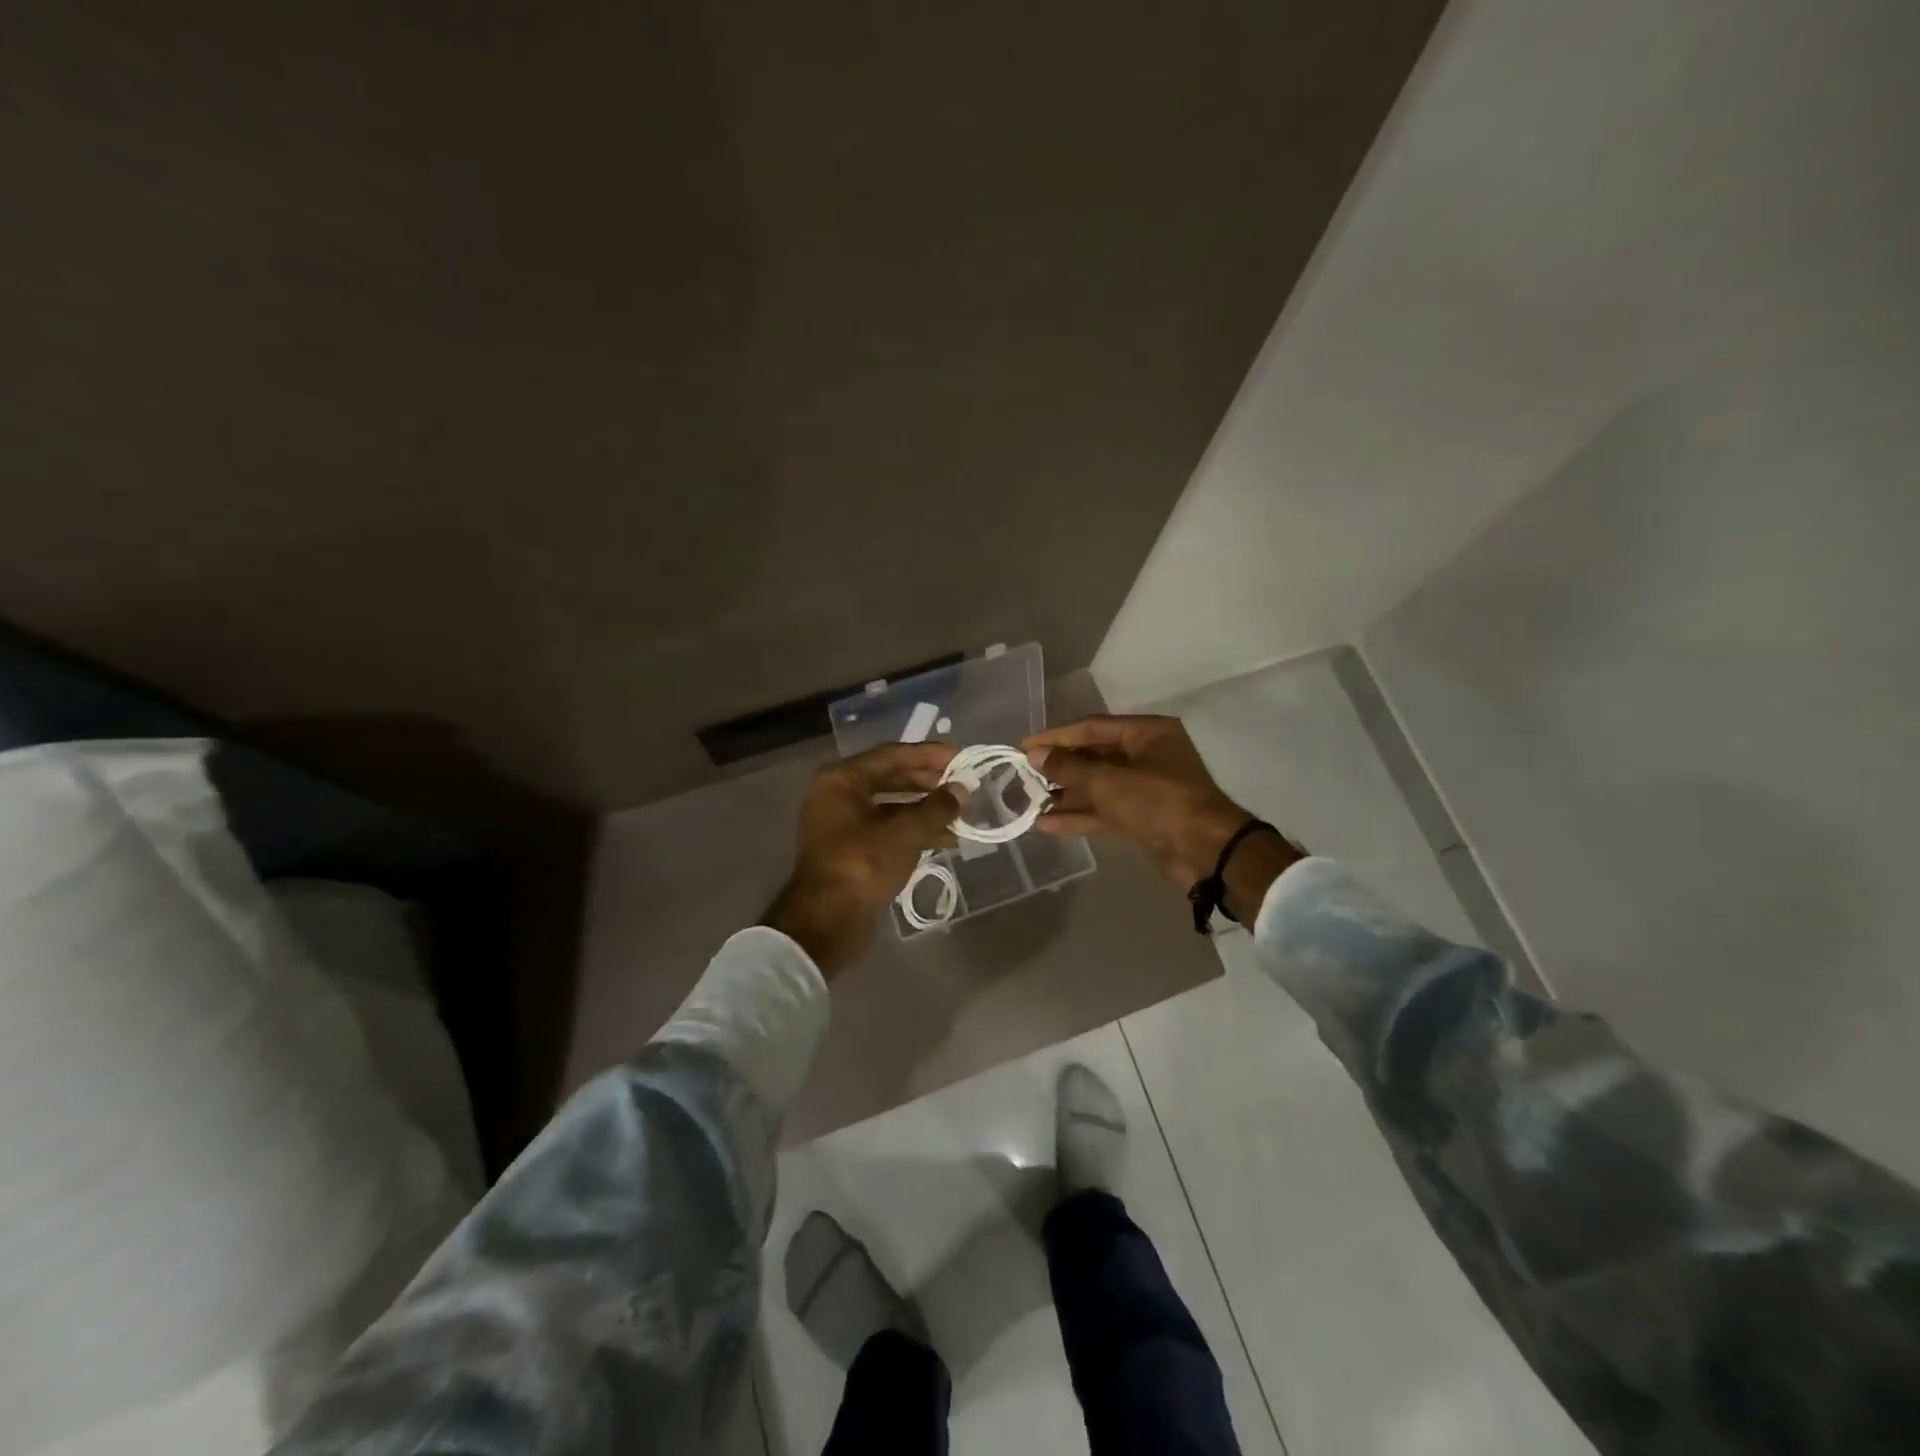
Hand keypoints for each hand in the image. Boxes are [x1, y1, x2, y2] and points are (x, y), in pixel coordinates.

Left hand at [762, 743, 964, 972]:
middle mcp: (838, 795)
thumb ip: (936, 808)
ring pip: (891, 807)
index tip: (960, 757)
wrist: (825, 922)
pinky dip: (914, 831)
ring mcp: (842, 824)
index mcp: (842, 780)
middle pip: (891, 779)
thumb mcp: (905, 833)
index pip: (892, 755)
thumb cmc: (862, 865)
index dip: (928, 755)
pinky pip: (887, 830)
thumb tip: (961, 791)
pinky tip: (945, 840)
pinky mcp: (851, 850)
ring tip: (960, 815)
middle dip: (929, 783)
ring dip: (925, 810)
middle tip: (962, 786)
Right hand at [1023, 715, 1290, 899]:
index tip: (1024, 747)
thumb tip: (1036, 755)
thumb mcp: (1108, 781)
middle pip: (1094, 756)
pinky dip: (1079, 816)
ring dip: (1065, 795)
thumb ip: (1069, 767)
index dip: (1056, 737)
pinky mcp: (1144, 818)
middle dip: (1059, 767)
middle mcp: (1148, 755)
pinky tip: (1046, 824)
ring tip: (1028, 801)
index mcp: (1147, 733)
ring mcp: (1147, 788)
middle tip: (1023, 775)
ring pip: (1098, 786)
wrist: (1205, 852)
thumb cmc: (1158, 802)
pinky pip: (1105, 810)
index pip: (1092, 727)